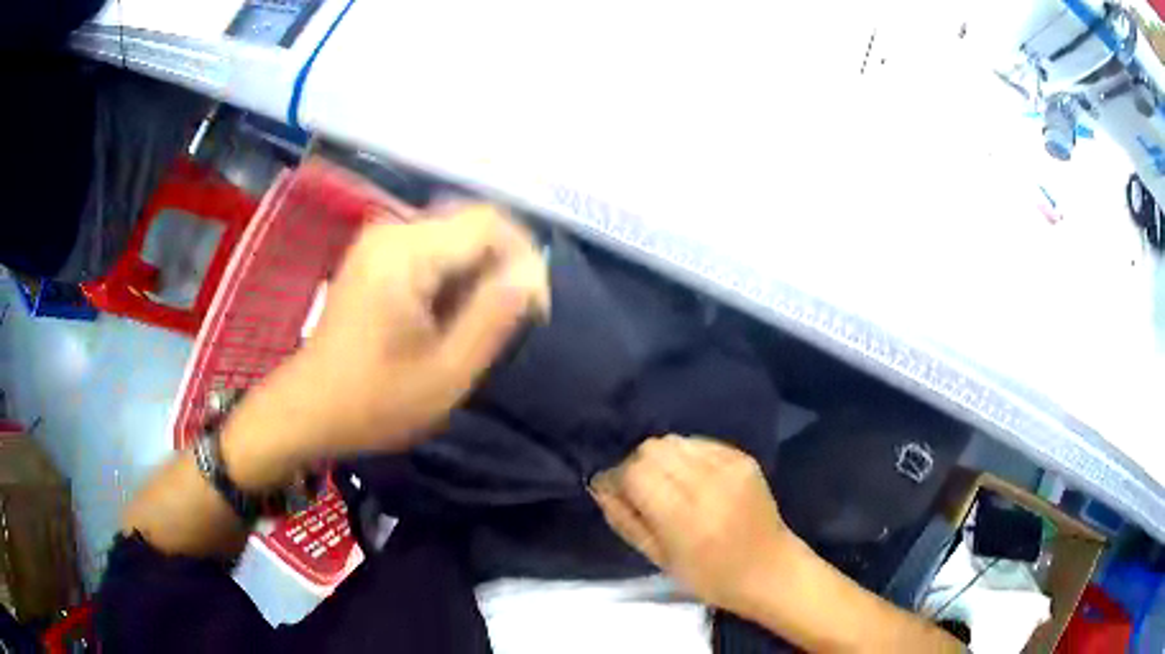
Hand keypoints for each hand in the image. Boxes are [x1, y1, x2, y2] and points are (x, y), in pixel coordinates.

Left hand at [222, 204, 548, 488]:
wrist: (308, 408)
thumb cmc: (374, 401)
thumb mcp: (445, 373)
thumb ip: (493, 317)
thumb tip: (532, 275)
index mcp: (407, 253)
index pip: (491, 222)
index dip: (524, 258)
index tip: (533, 310)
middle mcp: (392, 230)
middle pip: (473, 222)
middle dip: (503, 265)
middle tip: (511, 319)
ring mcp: (380, 239)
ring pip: (456, 234)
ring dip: (480, 272)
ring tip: (480, 322)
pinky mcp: (376, 254)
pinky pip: (433, 247)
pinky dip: (455, 274)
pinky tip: (450, 314)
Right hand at [590, 435, 795, 614]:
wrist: (770, 569)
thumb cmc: (710, 577)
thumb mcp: (659, 559)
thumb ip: (625, 520)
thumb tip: (601, 487)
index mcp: (684, 517)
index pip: (635, 472)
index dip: (616, 479)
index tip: (613, 493)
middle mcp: (707, 483)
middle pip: (652, 448)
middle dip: (636, 466)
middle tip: (639, 491)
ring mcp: (729, 466)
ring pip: (674, 440)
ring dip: (660, 458)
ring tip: (666, 484)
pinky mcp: (743, 458)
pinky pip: (699, 443)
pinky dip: (685, 455)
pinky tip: (690, 478)